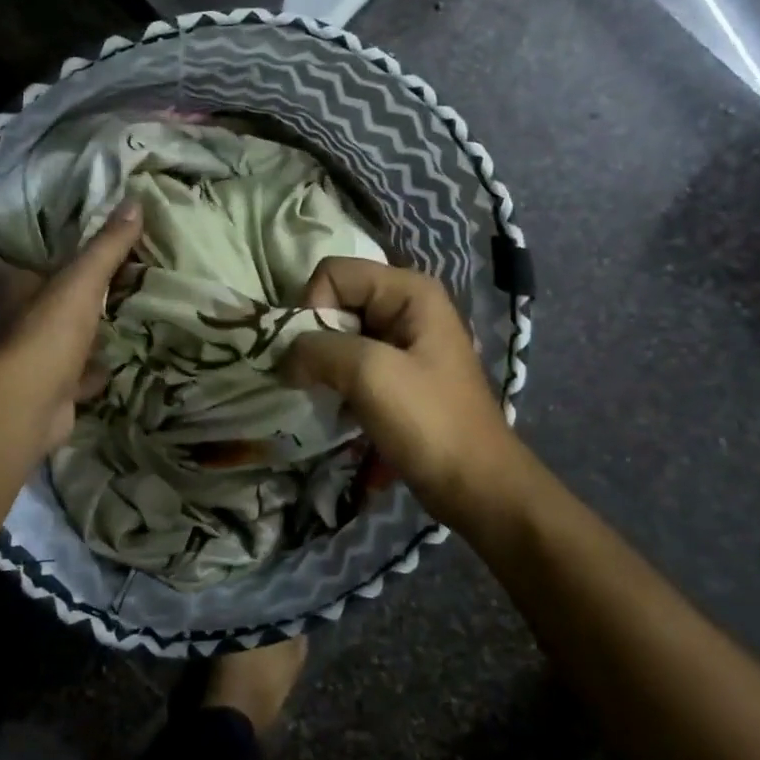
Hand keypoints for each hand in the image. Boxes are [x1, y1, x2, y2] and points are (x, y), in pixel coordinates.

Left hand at [0, 199, 142, 449]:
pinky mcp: (48, 391)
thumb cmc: (49, 331)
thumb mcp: (83, 279)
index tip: (45, 244)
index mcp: (10, 290)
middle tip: (90, 280)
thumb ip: (107, 245)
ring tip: (110, 318)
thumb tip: (134, 200)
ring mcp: (29, 360)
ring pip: (54, 340)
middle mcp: (12, 323)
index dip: (17, 255)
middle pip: (30, 303)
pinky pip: (73, 377)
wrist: (32, 404)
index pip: (2, 266)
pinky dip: (91, 373)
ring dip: (76, 335)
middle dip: (55, 295)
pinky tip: (113, 365)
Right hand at [284, 258, 524, 528]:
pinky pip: (351, 362)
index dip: (313, 307)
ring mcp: (402, 342)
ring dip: (322, 364)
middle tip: (311, 378)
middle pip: (335, 301)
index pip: (333, 273)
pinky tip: (336, 408)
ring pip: (339, 335)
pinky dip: (335, 381)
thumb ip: (318, 349)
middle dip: (314, 338)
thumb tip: (284, 356)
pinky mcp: (396, 374)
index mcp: (409, 291)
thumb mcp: (370, 374)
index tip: (315, 354)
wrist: (475, 486)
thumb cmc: (429, 422)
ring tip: (323, 395)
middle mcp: (406, 306)